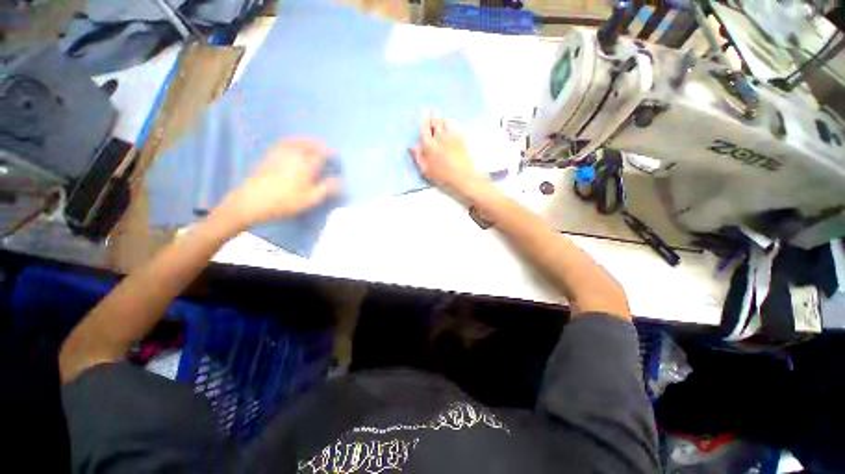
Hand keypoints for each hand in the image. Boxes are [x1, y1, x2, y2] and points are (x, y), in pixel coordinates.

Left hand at [218, 139, 339, 228]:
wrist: (253, 200)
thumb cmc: (286, 201)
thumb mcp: (311, 199)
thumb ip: (327, 188)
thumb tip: (341, 181)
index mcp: (306, 164)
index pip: (322, 154)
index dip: (330, 153)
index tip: (336, 154)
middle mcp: (294, 154)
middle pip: (309, 144)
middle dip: (319, 145)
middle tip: (325, 148)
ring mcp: (280, 153)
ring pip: (296, 141)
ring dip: (306, 141)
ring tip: (312, 144)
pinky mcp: (269, 156)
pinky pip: (283, 143)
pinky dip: (292, 141)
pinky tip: (293, 145)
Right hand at [408, 118, 486, 195]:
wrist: (462, 176)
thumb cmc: (442, 176)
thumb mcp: (426, 170)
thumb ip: (418, 157)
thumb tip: (411, 147)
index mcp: (428, 144)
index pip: (424, 128)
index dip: (423, 120)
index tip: (423, 113)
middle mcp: (439, 136)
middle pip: (435, 121)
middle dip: (432, 116)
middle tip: (431, 111)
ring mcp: (451, 135)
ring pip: (445, 121)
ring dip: (441, 119)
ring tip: (440, 118)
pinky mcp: (461, 138)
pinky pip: (454, 126)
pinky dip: (450, 124)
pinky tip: (450, 125)